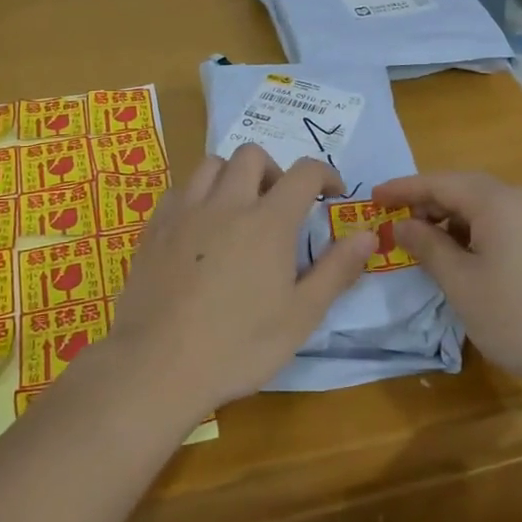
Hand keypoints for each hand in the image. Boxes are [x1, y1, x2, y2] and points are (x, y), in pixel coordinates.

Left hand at [109, 146, 375, 414]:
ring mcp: (185, 212)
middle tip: (280, 205)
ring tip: (238, 210)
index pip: (304, 172)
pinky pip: (180, 190)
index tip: (332, 193)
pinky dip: (198, 195)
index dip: (324, 174)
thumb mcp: (300, 316)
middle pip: (252, 156)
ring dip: (232, 176)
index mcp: (268, 222)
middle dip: (274, 170)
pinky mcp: (154, 227)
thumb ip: (336, 270)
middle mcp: (227, 203)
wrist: (157, 366)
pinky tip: (200, 228)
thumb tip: (367, 234)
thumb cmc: (238, 346)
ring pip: (211, 164)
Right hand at [372, 171, 521, 396]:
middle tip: (393, 219)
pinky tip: (458, 256)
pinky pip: (500, 224)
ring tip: (421, 240)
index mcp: (496, 202)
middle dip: (425, 201)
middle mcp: (519, 201)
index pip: (439, 182)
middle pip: (462, 188)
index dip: (403, 188)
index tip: (372, 197)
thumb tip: (403, 225)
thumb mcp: (460, 282)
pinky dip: (471, 232)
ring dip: (448, 218)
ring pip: (482, 207)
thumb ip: (428, 247)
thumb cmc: (515, 315)